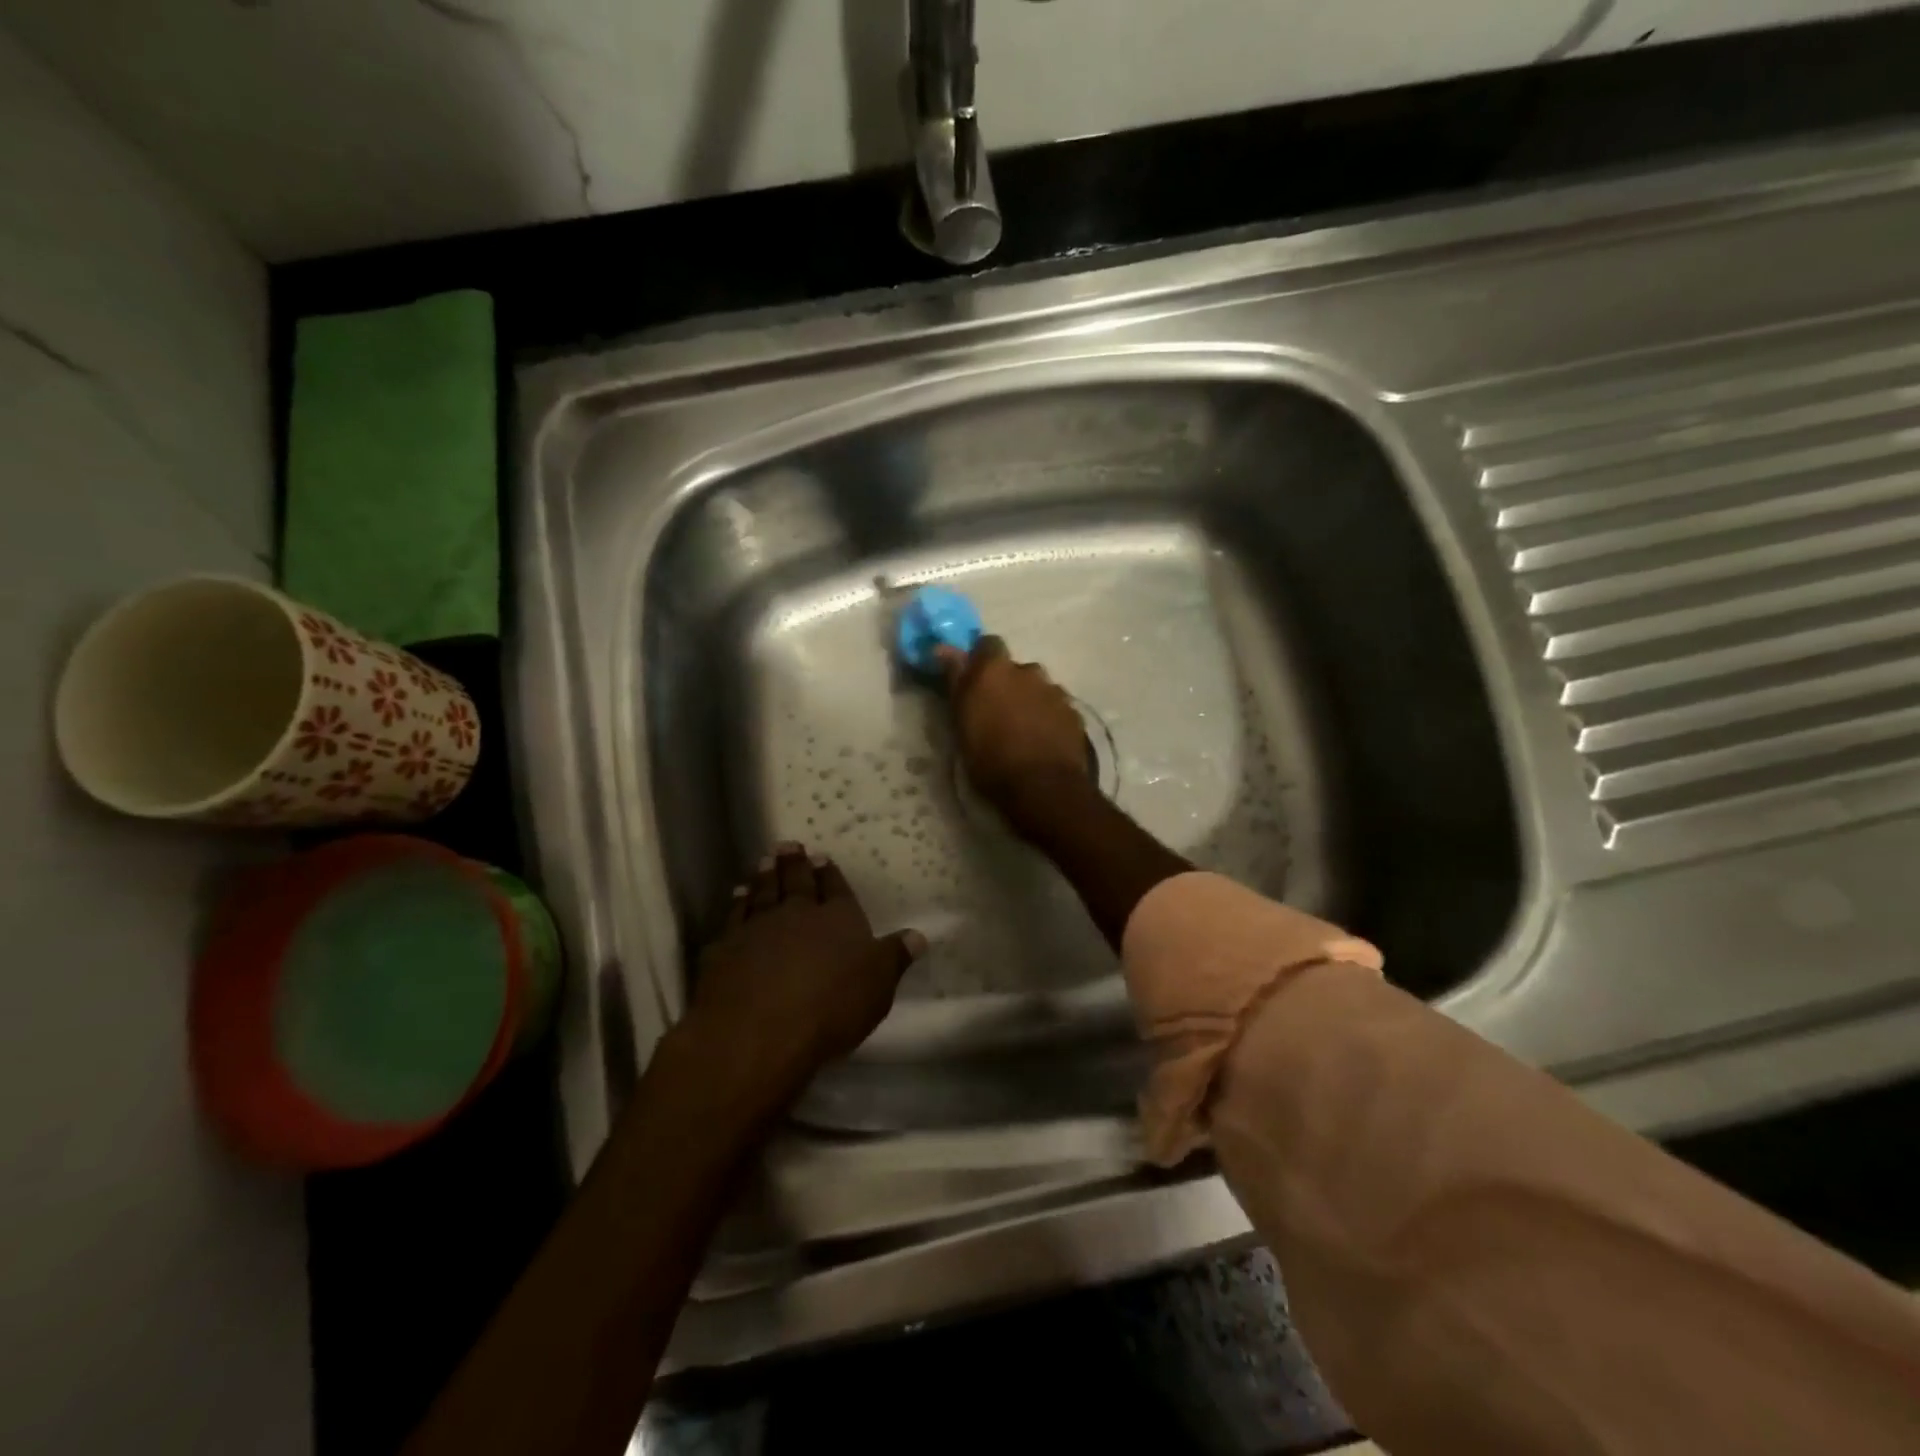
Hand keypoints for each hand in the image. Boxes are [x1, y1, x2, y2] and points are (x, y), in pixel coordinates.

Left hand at [684, 843, 924, 1112]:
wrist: (757, 1031)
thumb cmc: (830, 1008)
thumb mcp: (878, 987)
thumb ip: (894, 957)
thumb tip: (918, 935)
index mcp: (838, 918)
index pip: (836, 889)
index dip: (830, 873)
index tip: (822, 856)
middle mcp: (797, 914)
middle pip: (795, 882)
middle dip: (793, 863)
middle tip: (787, 845)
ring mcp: (757, 928)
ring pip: (762, 893)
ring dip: (764, 877)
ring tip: (763, 862)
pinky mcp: (725, 948)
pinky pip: (733, 917)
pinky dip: (736, 904)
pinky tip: (736, 897)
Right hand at [939, 636, 1089, 816]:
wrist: (1043, 787)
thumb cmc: (990, 758)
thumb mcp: (961, 723)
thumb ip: (956, 681)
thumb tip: (944, 648)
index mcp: (994, 669)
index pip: (986, 644)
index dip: (979, 660)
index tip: (973, 680)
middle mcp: (1027, 670)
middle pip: (1014, 668)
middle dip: (1006, 683)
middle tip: (996, 711)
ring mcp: (1054, 690)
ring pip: (1036, 687)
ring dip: (1028, 699)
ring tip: (1022, 729)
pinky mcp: (1073, 712)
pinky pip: (1055, 706)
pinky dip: (1047, 716)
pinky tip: (1042, 739)